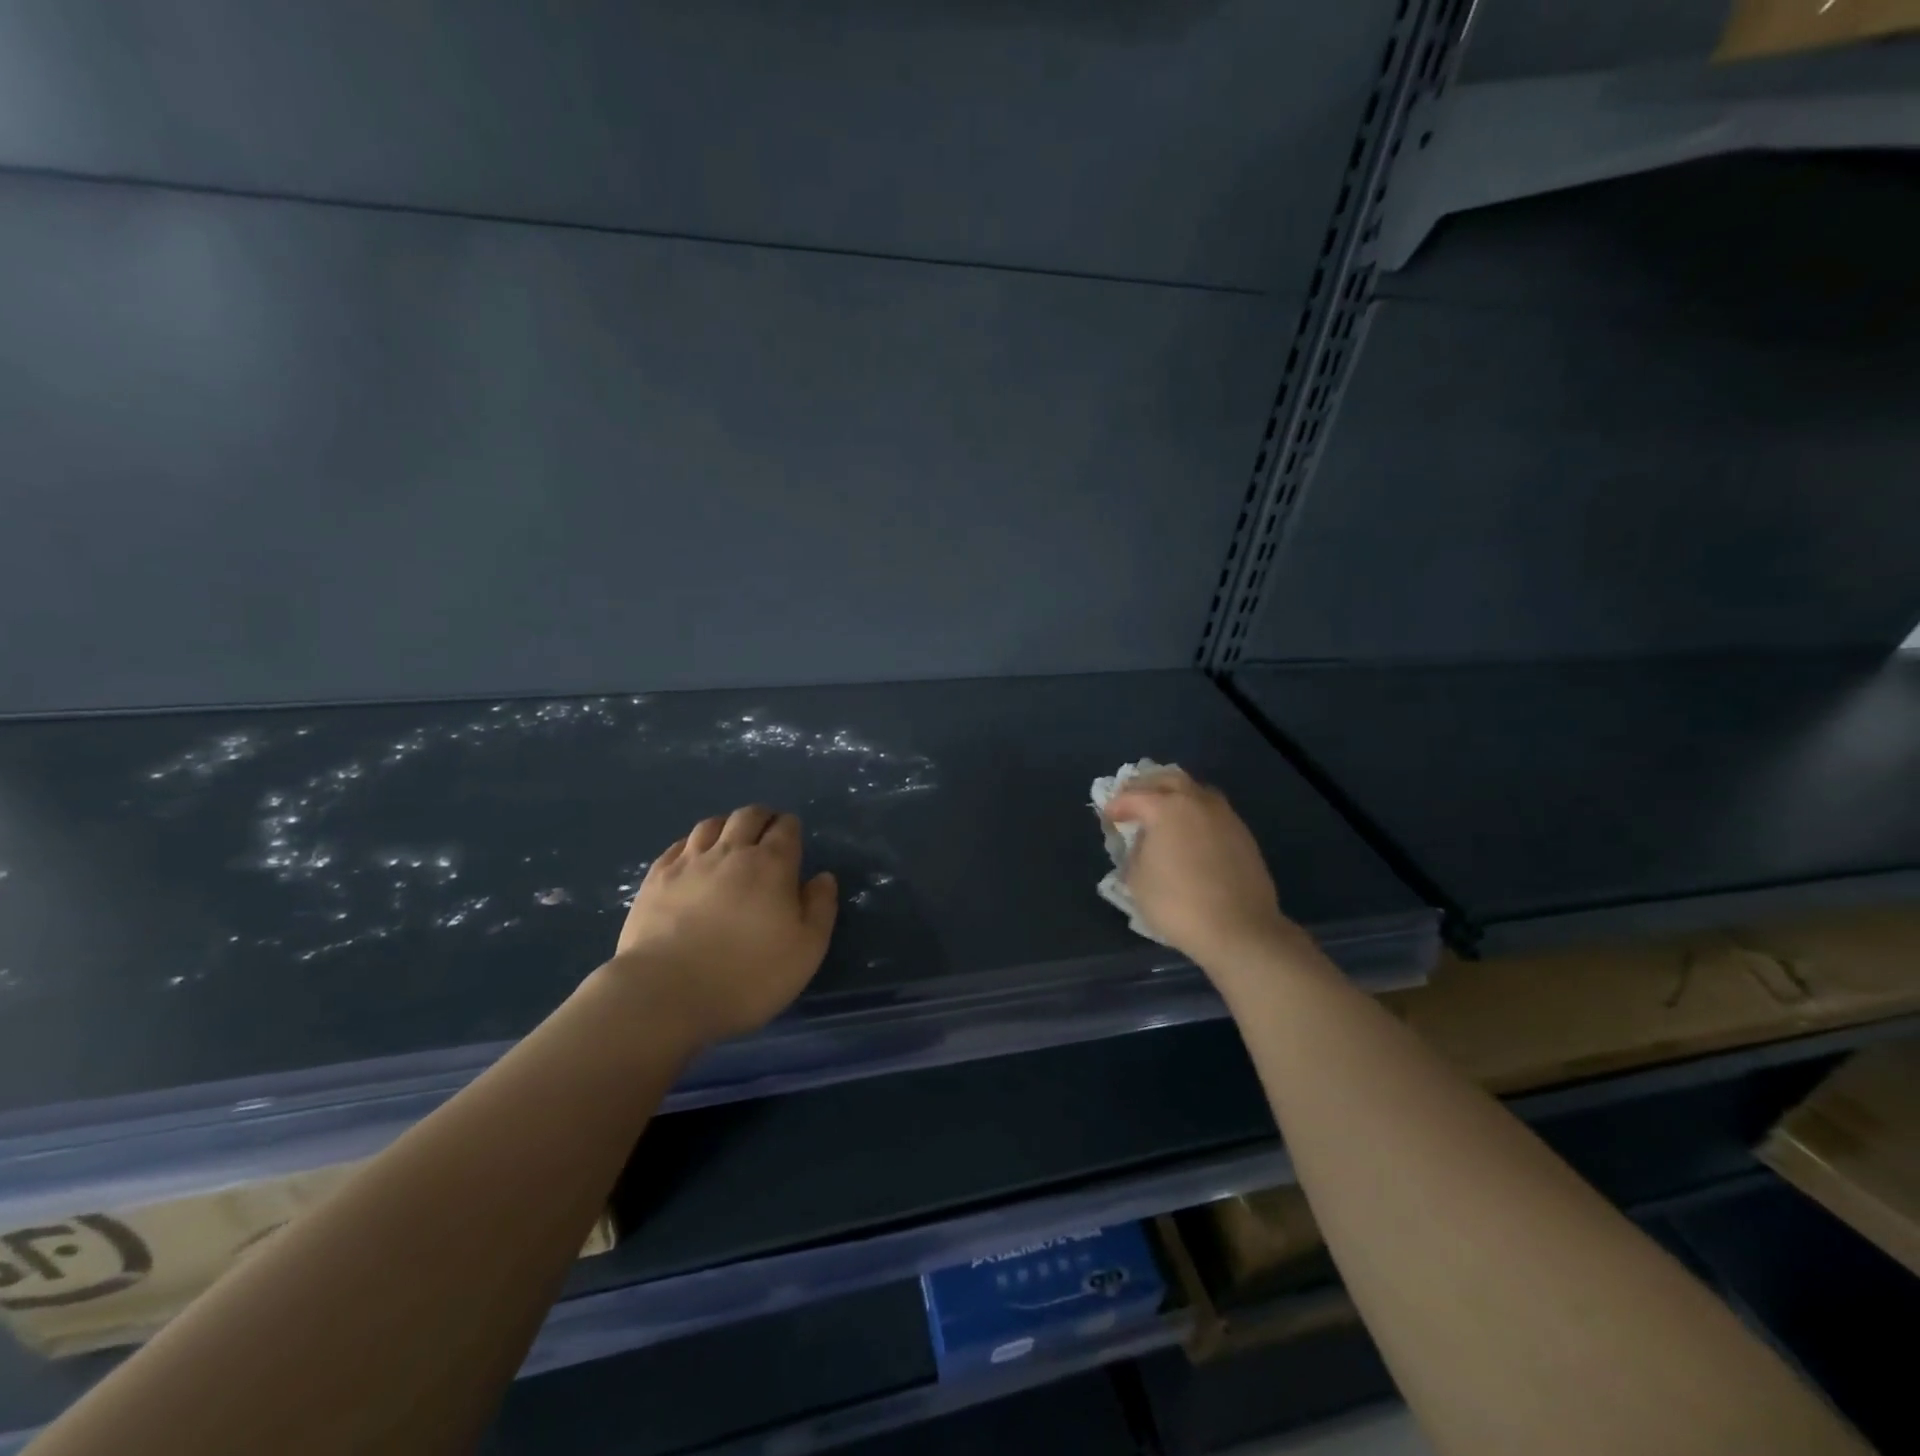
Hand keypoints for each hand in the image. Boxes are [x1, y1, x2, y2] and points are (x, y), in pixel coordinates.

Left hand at [607, 805, 837, 1045]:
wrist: (665, 993)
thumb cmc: (748, 975)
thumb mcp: (806, 950)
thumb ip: (820, 908)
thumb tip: (822, 877)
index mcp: (772, 864)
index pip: (786, 828)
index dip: (791, 828)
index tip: (793, 837)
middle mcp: (731, 852)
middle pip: (748, 816)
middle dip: (762, 818)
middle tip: (766, 831)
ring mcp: (689, 862)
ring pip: (711, 825)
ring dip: (726, 826)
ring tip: (730, 840)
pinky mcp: (656, 879)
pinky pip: (677, 846)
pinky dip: (692, 844)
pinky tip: (692, 858)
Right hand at [1103, 769, 1301, 972]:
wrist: (1239, 929)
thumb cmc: (1178, 904)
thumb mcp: (1137, 879)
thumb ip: (1136, 851)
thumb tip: (1144, 841)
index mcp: (1167, 807)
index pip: (1133, 796)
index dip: (1116, 805)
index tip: (1107, 817)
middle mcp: (1198, 802)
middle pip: (1169, 779)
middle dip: (1147, 786)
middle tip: (1133, 801)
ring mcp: (1225, 816)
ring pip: (1196, 791)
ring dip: (1175, 796)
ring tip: (1163, 813)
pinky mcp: (1243, 834)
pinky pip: (1213, 812)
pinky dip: (1195, 813)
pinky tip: (1189, 833)